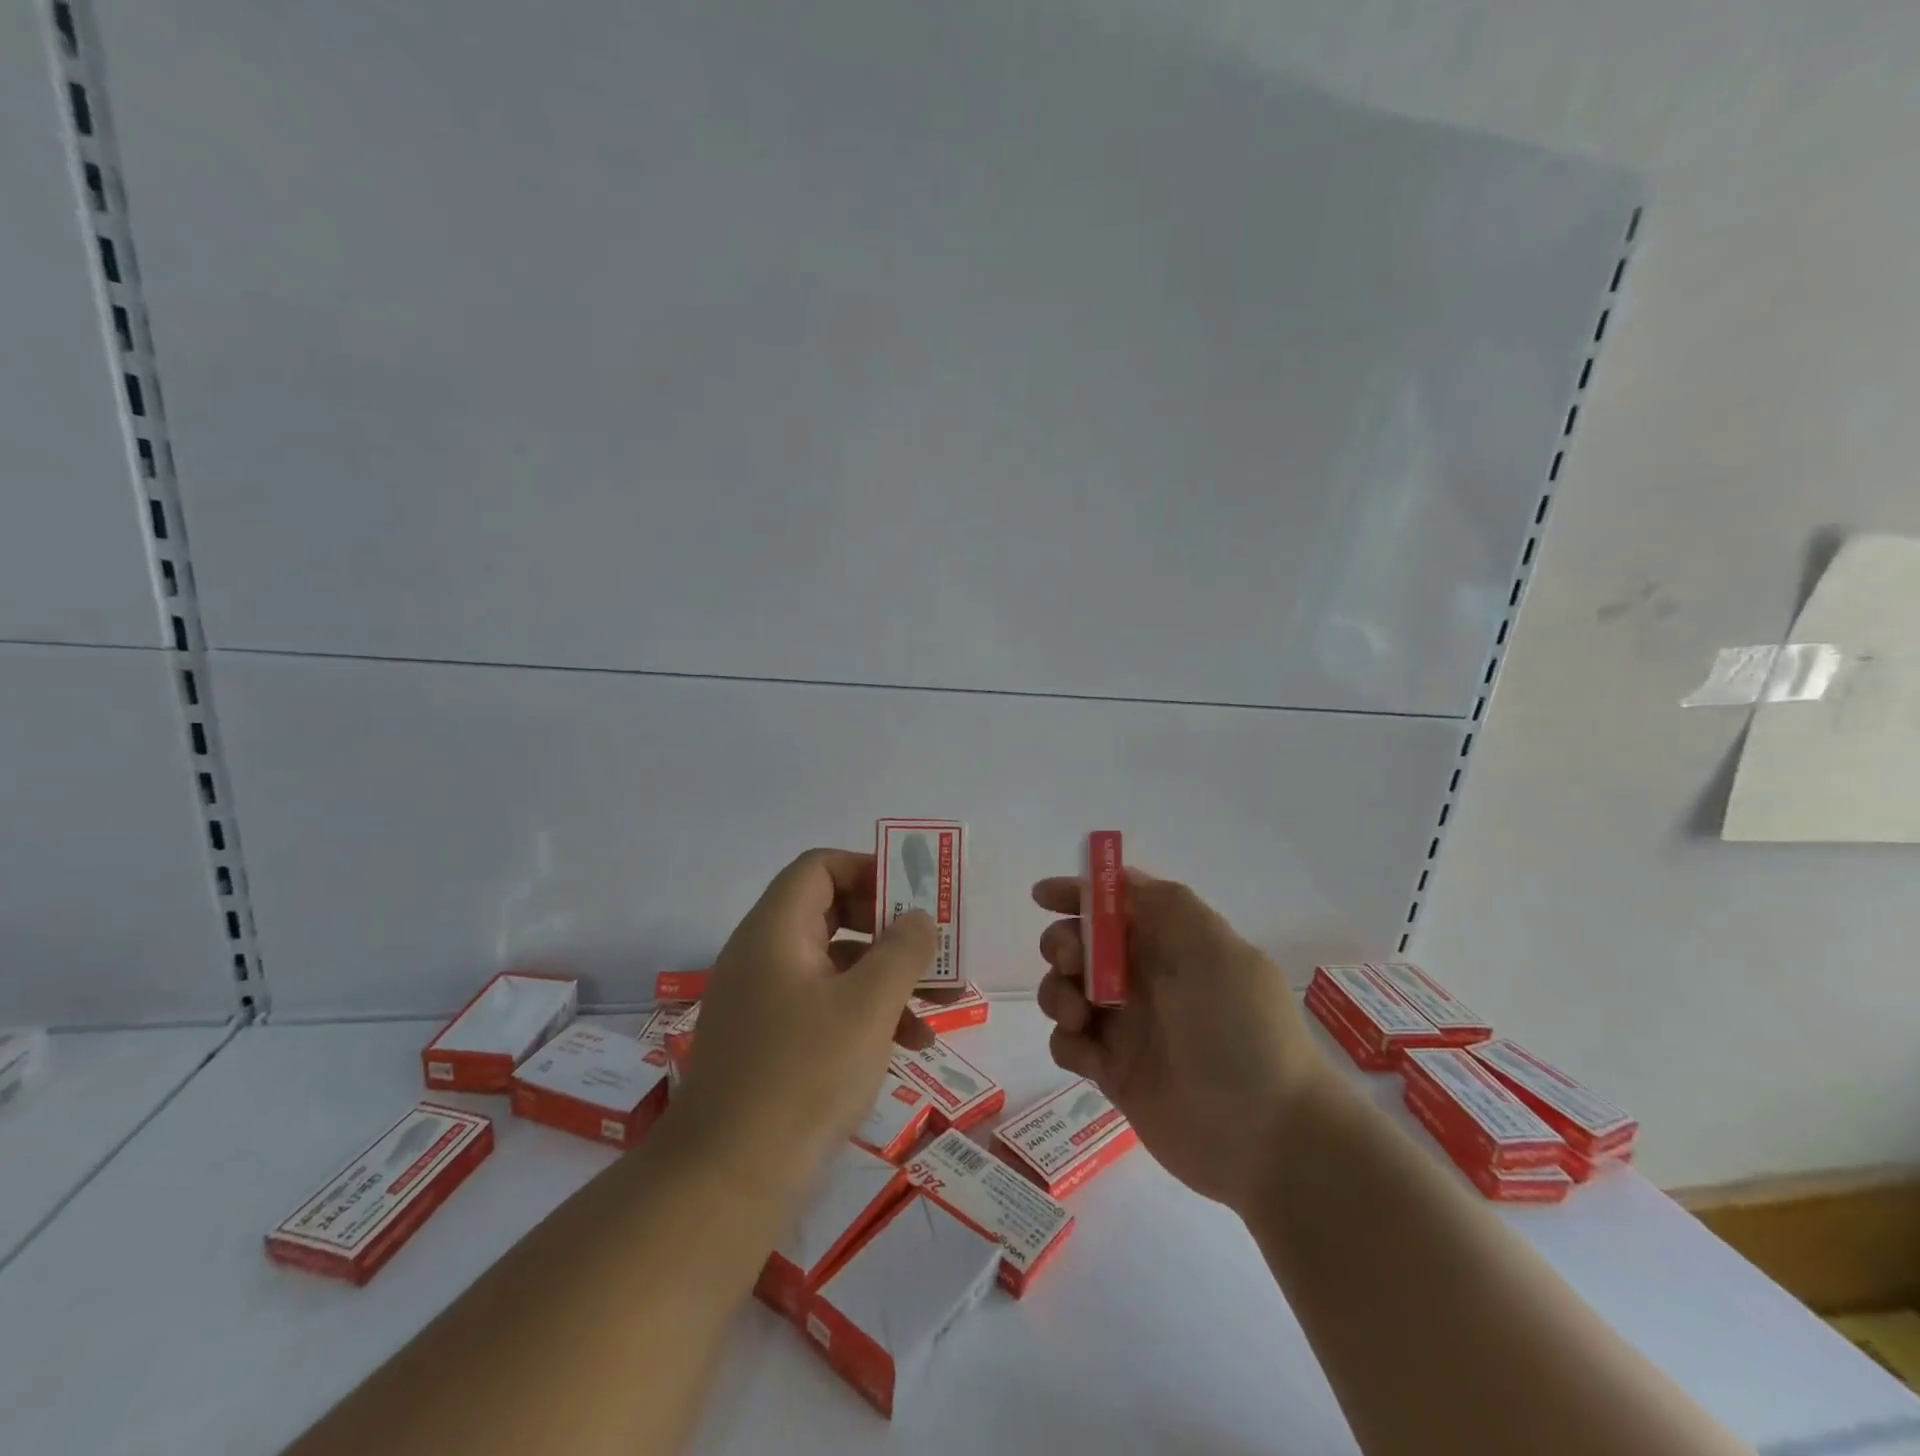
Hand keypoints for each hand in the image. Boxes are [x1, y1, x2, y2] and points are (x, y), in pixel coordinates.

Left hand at [671, 849, 936, 1200]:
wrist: (726, 1183)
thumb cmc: (803, 1076)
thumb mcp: (868, 1006)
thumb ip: (902, 950)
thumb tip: (917, 917)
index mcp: (775, 931)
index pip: (819, 867)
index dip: (869, 870)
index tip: (913, 896)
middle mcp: (764, 955)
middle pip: (831, 912)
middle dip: (889, 928)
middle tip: (933, 947)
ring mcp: (764, 1001)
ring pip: (835, 964)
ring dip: (888, 976)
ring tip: (942, 1004)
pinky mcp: (770, 1042)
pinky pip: (825, 1005)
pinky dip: (867, 1012)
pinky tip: (911, 1044)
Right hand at [1034, 869, 1332, 1212]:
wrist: (1267, 1137)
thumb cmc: (1239, 1030)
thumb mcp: (1213, 949)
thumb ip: (1166, 904)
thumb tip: (1122, 881)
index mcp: (1171, 943)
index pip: (1115, 903)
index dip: (1077, 893)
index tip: (1042, 897)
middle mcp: (1146, 979)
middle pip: (1081, 945)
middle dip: (1062, 945)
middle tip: (1072, 964)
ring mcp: (1128, 1027)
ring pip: (1066, 992)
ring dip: (1057, 993)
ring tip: (1078, 1016)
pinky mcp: (1114, 1073)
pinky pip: (1070, 1045)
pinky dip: (1068, 1043)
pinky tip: (1091, 1059)